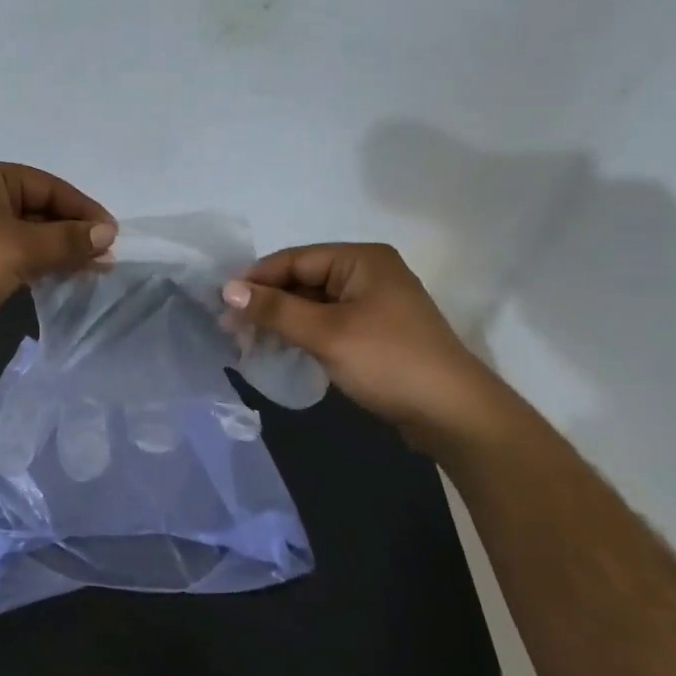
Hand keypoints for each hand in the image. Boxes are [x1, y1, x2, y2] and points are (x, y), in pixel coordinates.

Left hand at [0, 161, 114, 339]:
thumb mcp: (23, 248)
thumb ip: (68, 240)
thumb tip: (107, 233)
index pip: (50, 187)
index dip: (84, 210)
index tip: (112, 235)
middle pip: (38, 209)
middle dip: (71, 233)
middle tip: (104, 258)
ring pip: (25, 234)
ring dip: (56, 251)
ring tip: (89, 271)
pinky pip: (10, 253)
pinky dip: (34, 263)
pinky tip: (56, 279)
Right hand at [221, 244, 526, 454]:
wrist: (455, 416)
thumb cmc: (389, 362)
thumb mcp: (326, 333)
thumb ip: (274, 309)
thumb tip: (226, 289)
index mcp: (361, 259)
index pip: (294, 259)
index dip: (256, 279)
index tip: (220, 302)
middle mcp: (367, 273)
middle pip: (302, 280)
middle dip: (266, 303)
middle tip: (230, 327)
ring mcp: (373, 304)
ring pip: (312, 304)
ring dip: (281, 321)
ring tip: (246, 341)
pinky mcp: (374, 333)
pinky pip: (327, 324)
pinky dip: (301, 334)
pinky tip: (278, 350)